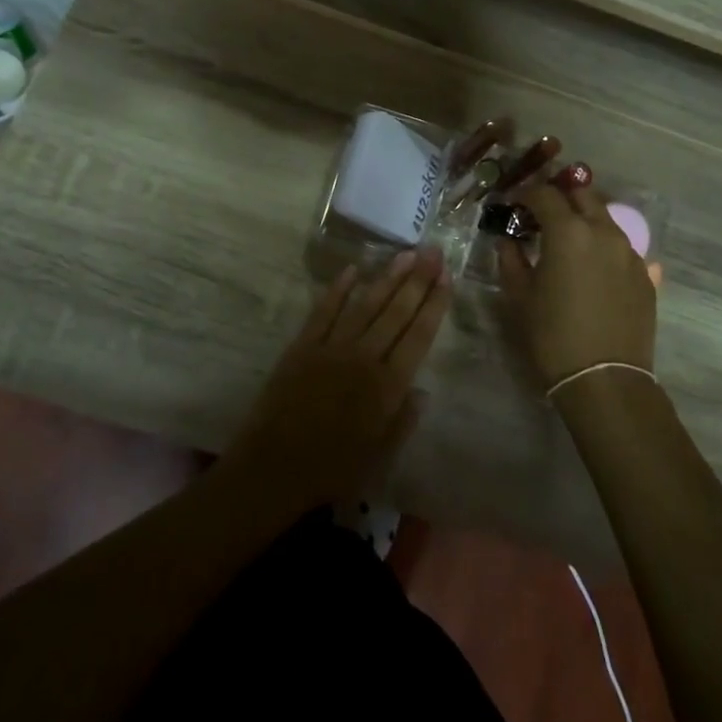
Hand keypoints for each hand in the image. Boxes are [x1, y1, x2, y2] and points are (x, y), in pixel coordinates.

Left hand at [223, 247, 451, 510]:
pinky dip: (338, 289)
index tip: (447, 277)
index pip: (418, 336)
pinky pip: (323, 311)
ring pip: (365, 305)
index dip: (434, 305)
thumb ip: (404, 421)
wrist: (274, 469)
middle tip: (434, 251)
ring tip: (406, 254)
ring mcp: (331, 348)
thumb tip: (423, 390)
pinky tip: (353, 269)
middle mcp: (364, 358)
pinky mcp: (302, 346)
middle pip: (396, 312)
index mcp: (387, 387)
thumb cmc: (333, 470)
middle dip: (418, 280)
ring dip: (388, 278)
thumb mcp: (380, 457)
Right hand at [498, 185, 656, 392]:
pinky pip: (622, 248)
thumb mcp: (520, 297)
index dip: (525, 194)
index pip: (544, 194)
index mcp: (568, 232)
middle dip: (561, 197)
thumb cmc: (552, 335)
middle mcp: (604, 232)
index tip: (513, 203)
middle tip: (543, 214)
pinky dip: (603, 248)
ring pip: (606, 219)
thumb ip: (511, 260)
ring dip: (584, 220)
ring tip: (568, 242)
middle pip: (582, 195)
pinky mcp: (646, 275)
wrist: (605, 379)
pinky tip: (592, 269)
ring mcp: (630, 252)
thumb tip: (508, 241)